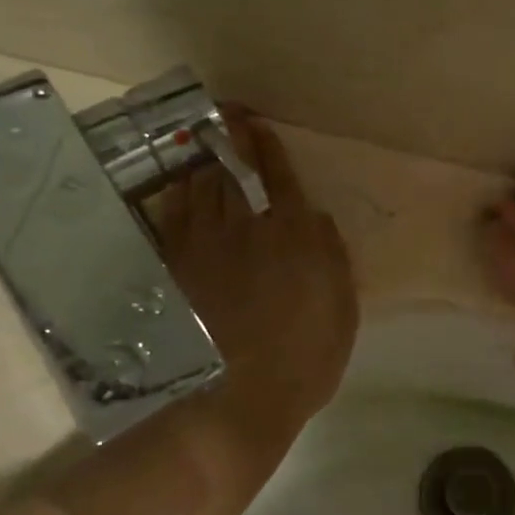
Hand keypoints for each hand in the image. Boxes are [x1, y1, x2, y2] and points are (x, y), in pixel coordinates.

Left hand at [155, 115, 357, 481]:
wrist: (239, 399)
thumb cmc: (305, 358)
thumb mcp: (342, 310)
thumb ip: (332, 256)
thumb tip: (314, 217)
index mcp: (294, 236)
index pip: (281, 178)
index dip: (270, 148)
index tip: (259, 124)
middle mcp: (247, 229)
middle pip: (234, 174)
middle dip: (230, 139)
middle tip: (224, 115)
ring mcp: (205, 248)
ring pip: (199, 190)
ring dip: (201, 162)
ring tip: (199, 143)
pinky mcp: (176, 270)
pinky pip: (172, 220)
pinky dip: (174, 197)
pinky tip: (175, 187)